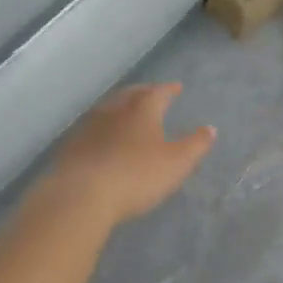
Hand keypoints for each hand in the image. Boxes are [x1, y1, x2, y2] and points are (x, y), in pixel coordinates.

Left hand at [43, 84, 215, 226]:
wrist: (82, 195)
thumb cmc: (136, 176)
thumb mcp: (176, 164)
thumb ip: (195, 145)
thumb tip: (210, 128)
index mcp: (142, 111)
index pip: (158, 93)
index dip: (168, 89)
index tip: (176, 88)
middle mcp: (114, 111)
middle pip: (130, 94)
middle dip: (143, 92)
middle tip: (151, 92)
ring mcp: (89, 126)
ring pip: (108, 108)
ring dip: (120, 106)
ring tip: (126, 110)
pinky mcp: (72, 145)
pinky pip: (91, 127)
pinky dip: (102, 126)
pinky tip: (101, 136)